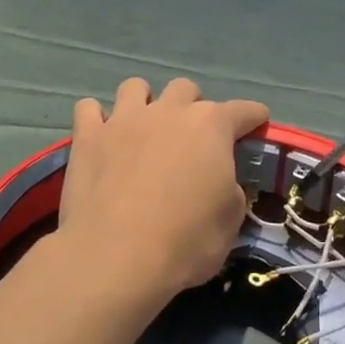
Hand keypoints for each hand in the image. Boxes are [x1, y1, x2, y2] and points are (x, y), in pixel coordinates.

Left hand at [56, 78, 270, 310]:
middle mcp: (168, 112)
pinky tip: (100, 136)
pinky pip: (88, 108)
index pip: (243, 110)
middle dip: (192, 106)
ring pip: (135, 87)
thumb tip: (224, 183)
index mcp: (211, 127)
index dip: (253, 117)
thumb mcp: (230, 222)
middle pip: (185, 88)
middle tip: (191, 137)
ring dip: (144, 102)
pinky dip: (96, 118)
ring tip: (143, 128)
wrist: (116, 256)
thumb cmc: (185, 241)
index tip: (257, 122)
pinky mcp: (87, 136)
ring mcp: (124, 119)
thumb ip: (231, 191)